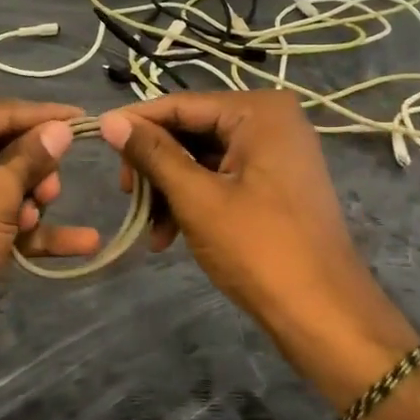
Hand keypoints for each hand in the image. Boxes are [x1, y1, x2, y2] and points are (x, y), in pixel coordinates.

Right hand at [98, 91, 417, 403]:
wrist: (324, 314)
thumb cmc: (259, 249)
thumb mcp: (197, 198)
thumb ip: (152, 154)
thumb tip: (109, 120)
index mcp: (259, 110)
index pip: (181, 104)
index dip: (135, 123)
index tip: (95, 139)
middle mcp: (271, 120)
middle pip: (191, 131)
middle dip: (155, 166)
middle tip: (127, 196)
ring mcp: (276, 153)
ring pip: (202, 158)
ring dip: (170, 191)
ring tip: (151, 230)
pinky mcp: (275, 183)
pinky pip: (221, 178)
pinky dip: (194, 202)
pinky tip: (170, 236)